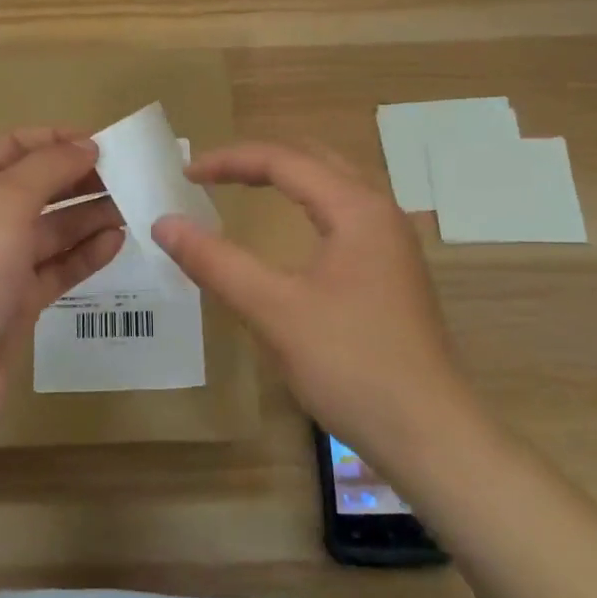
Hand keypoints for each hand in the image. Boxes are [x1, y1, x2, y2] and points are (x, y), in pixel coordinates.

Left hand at [0, 128, 124, 445]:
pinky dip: (85, 254)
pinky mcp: (18, 305)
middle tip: (129, 176)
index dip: (56, 140)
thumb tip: (85, 145)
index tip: (103, 143)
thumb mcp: (2, 203)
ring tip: (134, 207)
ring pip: (52, 230)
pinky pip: (57, 269)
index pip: (14, 147)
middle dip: (79, 178)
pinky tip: (116, 243)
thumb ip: (47, 168)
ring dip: (90, 216)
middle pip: (38, 188)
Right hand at [152, 142, 471, 467]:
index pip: (284, 160)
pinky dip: (308, 204)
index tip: (185, 174)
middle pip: (314, 160)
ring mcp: (393, 243)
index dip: (229, 161)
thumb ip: (216, 262)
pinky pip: (344, 214)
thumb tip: (164, 223)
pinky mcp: (394, 272)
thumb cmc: (352, 366)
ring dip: (287, 178)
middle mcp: (380, 212)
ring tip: (244, 187)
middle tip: (212, 174)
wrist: (432, 437)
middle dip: (259, 160)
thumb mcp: (274, 311)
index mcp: (356, 208)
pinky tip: (293, 230)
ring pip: (334, 185)